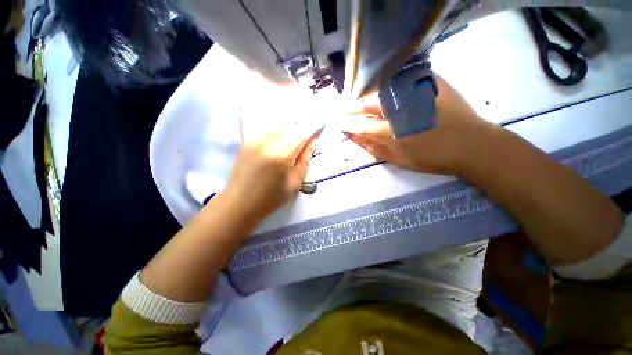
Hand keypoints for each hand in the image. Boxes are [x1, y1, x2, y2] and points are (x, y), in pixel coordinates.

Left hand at [223, 117, 318, 222]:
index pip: (302, 131)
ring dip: (289, 128)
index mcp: (282, 154)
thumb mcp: (294, 183)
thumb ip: (305, 160)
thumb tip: (313, 142)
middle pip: (291, 124)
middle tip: (307, 137)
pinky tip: (280, 137)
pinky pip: (266, 127)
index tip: (322, 125)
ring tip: (293, 139)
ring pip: (278, 123)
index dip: (314, 127)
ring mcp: (255, 138)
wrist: (239, 203)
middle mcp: (267, 140)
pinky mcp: (247, 139)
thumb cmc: (271, 198)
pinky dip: (276, 128)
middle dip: (302, 128)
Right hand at [339, 76, 498, 174]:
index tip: (339, 123)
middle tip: (350, 110)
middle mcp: (401, 110)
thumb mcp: (399, 160)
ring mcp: (416, 93)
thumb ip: (375, 149)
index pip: (362, 126)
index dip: (348, 124)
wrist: (472, 145)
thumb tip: (355, 139)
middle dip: (356, 107)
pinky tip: (386, 90)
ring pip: (382, 90)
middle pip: (370, 104)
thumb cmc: (433, 158)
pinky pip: (403, 78)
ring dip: (369, 95)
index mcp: (393, 133)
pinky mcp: (430, 82)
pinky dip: (390, 84)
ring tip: (365, 102)